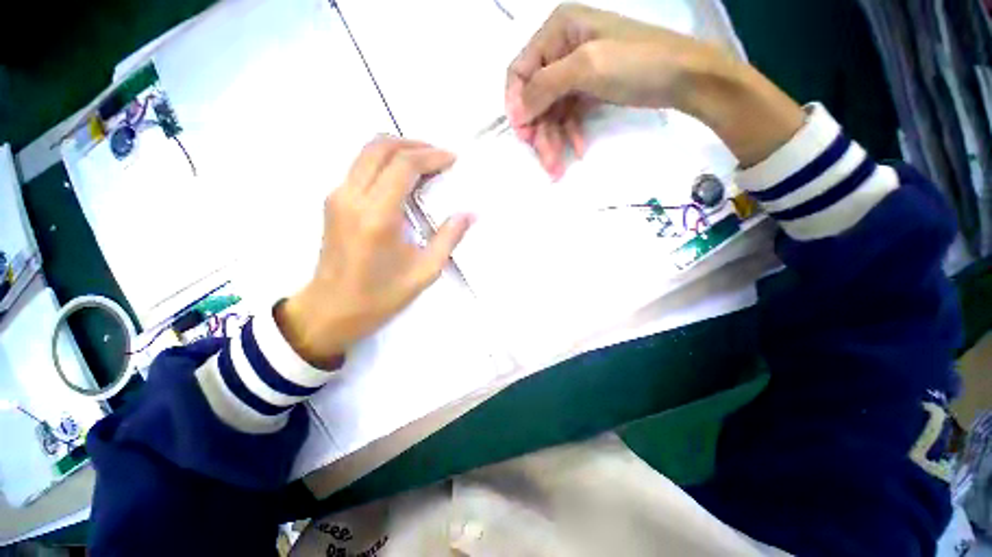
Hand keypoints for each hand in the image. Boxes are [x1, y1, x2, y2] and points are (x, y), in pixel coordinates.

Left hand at [275, 137, 472, 368]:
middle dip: (414, 144)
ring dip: (398, 149)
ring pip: (366, 152)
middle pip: (380, 147)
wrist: (331, 309)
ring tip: (425, 163)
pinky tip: (403, 178)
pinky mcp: (333, 201)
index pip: (403, 166)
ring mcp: (337, 196)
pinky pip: (360, 167)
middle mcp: (352, 197)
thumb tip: (469, 214)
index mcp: (377, 216)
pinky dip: (384, 162)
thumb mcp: (424, 271)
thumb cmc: (381, 295)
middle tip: (439, 156)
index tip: (452, 159)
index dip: (431, 156)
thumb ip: (449, 238)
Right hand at [506, 4, 804, 173]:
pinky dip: (571, 134)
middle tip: (546, 162)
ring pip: (552, 111)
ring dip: (554, 140)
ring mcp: (576, 71)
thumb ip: (544, 86)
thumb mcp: (586, 67)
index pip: (520, 71)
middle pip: (537, 97)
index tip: (523, 135)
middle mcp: (562, 49)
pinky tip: (578, 149)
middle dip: (540, 132)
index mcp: (557, 31)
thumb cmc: (636, 62)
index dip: (517, 105)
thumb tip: (515, 112)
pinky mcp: (589, 89)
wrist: (685, 77)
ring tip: (558, 168)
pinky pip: (569, 115)